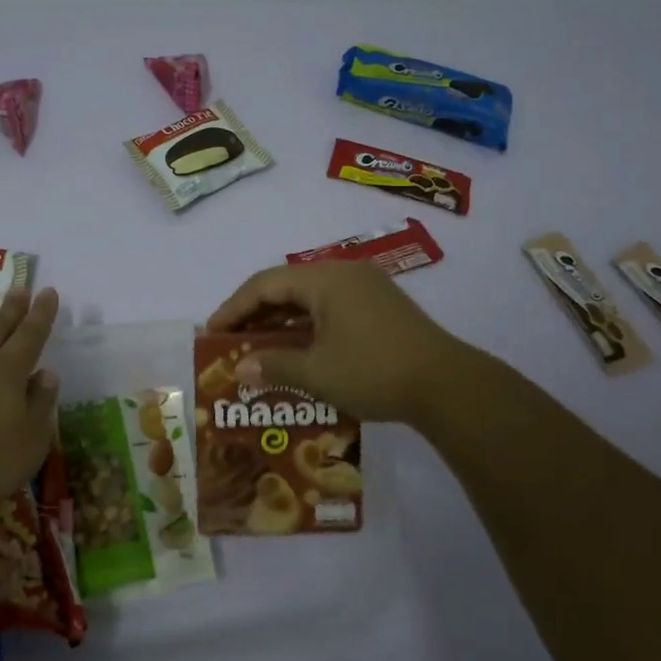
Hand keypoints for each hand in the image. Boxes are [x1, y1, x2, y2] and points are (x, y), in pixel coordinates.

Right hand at [205, 259, 469, 422]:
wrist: (448, 386)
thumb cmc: (374, 371)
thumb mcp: (316, 372)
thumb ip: (273, 365)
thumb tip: (239, 368)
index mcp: (324, 278)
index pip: (264, 284)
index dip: (233, 308)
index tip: (212, 333)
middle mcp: (344, 273)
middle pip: (286, 286)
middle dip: (255, 314)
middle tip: (231, 342)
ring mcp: (366, 288)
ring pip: (309, 298)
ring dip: (281, 322)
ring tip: (257, 348)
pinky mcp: (380, 306)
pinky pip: (330, 308)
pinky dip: (307, 327)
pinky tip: (296, 351)